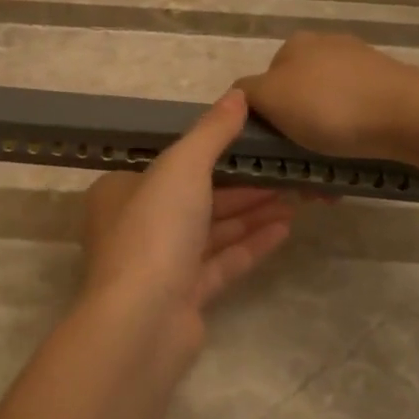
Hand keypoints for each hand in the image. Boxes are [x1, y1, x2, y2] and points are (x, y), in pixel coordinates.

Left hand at [79, 90, 295, 357]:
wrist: (142, 322)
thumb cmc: (154, 231)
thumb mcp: (182, 167)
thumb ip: (211, 132)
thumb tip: (238, 95)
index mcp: (122, 191)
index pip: (171, 165)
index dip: (214, 153)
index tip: (253, 144)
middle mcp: (136, 226)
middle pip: (196, 198)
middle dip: (243, 186)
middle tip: (287, 172)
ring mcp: (160, 264)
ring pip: (211, 231)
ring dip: (252, 214)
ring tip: (296, 198)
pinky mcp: (183, 296)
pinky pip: (221, 263)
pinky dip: (250, 245)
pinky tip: (285, 229)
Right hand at [234, 31, 418, 160]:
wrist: (409, 117)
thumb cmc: (329, 107)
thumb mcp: (270, 98)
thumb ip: (245, 94)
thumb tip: (238, 97)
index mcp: (295, 44)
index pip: (263, 83)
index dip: (264, 118)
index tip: (272, 150)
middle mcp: (327, 45)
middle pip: (297, 97)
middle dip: (296, 132)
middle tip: (299, 167)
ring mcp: (362, 64)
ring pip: (328, 110)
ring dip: (324, 140)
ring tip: (328, 175)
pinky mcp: (390, 86)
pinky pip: (358, 116)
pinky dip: (352, 137)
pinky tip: (356, 159)